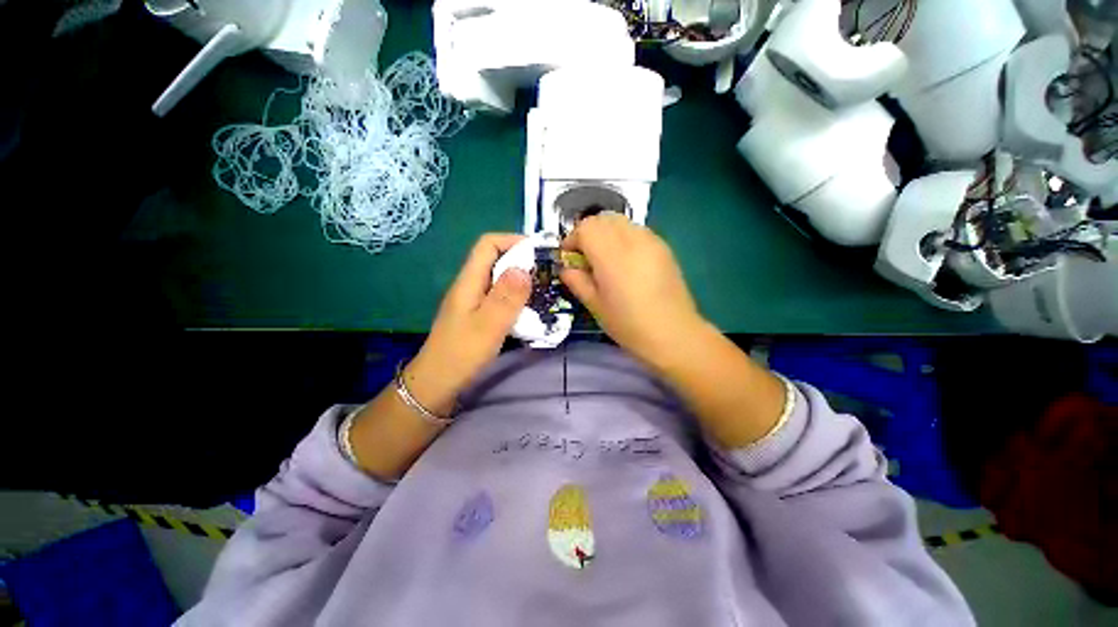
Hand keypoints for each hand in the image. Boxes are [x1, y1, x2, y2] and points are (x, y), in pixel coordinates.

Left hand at [406, 234, 531, 413]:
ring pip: (499, 279)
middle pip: (495, 259)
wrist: (437, 383)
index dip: (512, 241)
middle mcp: (470, 285)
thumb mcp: (489, 324)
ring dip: (521, 280)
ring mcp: (473, 300)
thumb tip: (524, 267)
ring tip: (542, 290)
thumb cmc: (462, 353)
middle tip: (546, 274)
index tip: (538, 252)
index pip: (488, 244)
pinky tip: (528, 309)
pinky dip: (516, 297)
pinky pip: (499, 296)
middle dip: (522, 261)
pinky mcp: (477, 314)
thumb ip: (507, 296)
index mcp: (469, 281)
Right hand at [560, 214, 705, 368]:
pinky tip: (626, 261)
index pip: (586, 228)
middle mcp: (631, 240)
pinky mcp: (664, 247)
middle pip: (603, 219)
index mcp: (611, 256)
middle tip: (585, 256)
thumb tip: (566, 268)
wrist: (674, 334)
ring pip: (621, 221)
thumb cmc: (629, 325)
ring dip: (606, 233)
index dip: (572, 238)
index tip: (569, 256)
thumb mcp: (595, 306)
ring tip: (605, 258)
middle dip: (588, 232)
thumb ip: (577, 281)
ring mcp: (651, 241)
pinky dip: (624, 237)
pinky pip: (637, 231)